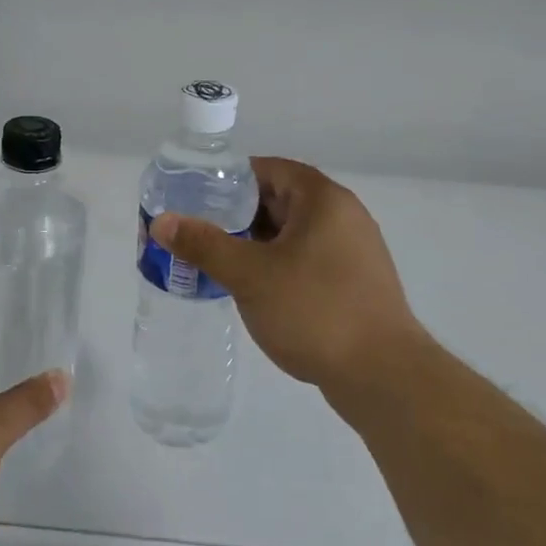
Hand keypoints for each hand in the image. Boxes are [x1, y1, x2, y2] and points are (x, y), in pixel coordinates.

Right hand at [148, 158, 424, 398]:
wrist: (383, 376)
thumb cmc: (314, 311)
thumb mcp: (249, 275)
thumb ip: (204, 244)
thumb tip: (162, 222)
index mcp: (323, 199)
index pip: (269, 169)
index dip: (230, 179)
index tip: (196, 198)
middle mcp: (344, 215)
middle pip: (281, 200)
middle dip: (238, 215)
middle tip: (200, 231)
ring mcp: (354, 250)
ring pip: (293, 233)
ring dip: (257, 243)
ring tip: (219, 260)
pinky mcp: (356, 282)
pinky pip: (308, 258)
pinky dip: (279, 264)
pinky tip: (255, 289)